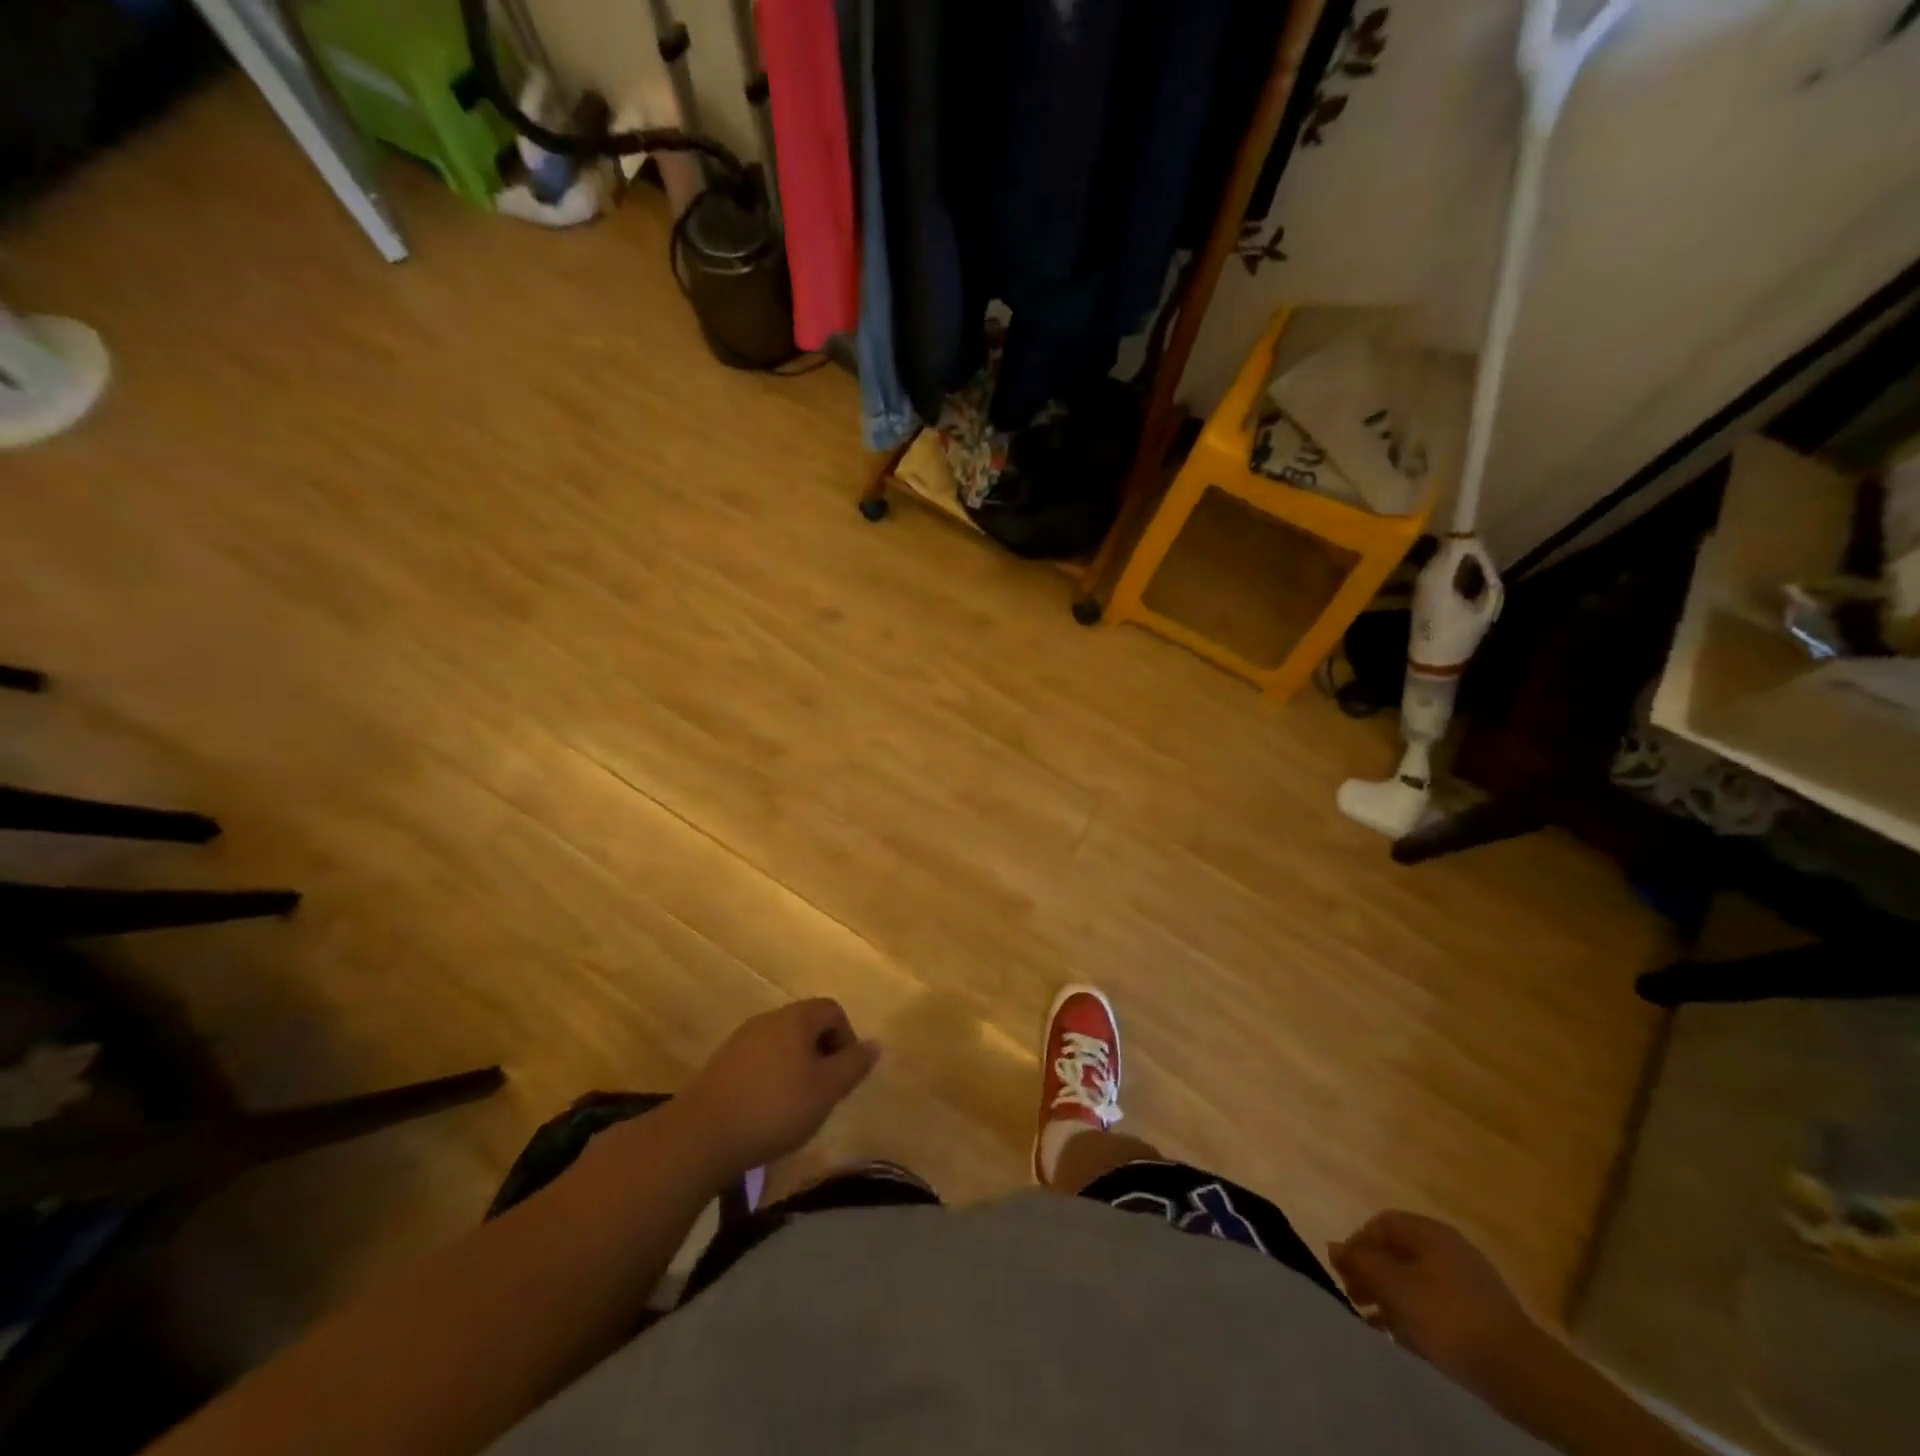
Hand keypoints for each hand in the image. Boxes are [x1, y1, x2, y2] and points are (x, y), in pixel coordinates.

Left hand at [680, 999, 878, 1174]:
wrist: (701, 1136)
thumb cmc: (774, 1108)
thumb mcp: (826, 1090)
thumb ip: (854, 1065)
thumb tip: (875, 1044)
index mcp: (795, 1018)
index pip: (832, 1010)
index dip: (847, 1038)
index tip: (844, 1075)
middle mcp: (768, 1019)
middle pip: (807, 1026)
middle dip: (822, 1055)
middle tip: (824, 1093)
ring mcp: (741, 1041)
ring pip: (782, 1045)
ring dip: (797, 1069)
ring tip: (797, 1107)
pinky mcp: (722, 1065)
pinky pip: (760, 1062)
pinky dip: (772, 1080)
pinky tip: (767, 1113)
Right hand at [1329, 1211, 1543, 1388]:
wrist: (1523, 1374)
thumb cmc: (1450, 1319)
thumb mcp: (1396, 1288)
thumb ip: (1362, 1263)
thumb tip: (1333, 1246)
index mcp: (1430, 1232)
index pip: (1381, 1224)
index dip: (1357, 1243)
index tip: (1343, 1272)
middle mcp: (1449, 1248)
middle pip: (1398, 1251)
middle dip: (1372, 1272)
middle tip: (1355, 1297)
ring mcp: (1468, 1282)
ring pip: (1416, 1280)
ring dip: (1391, 1297)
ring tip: (1374, 1322)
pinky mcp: (1481, 1315)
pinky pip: (1436, 1304)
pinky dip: (1414, 1315)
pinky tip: (1404, 1338)